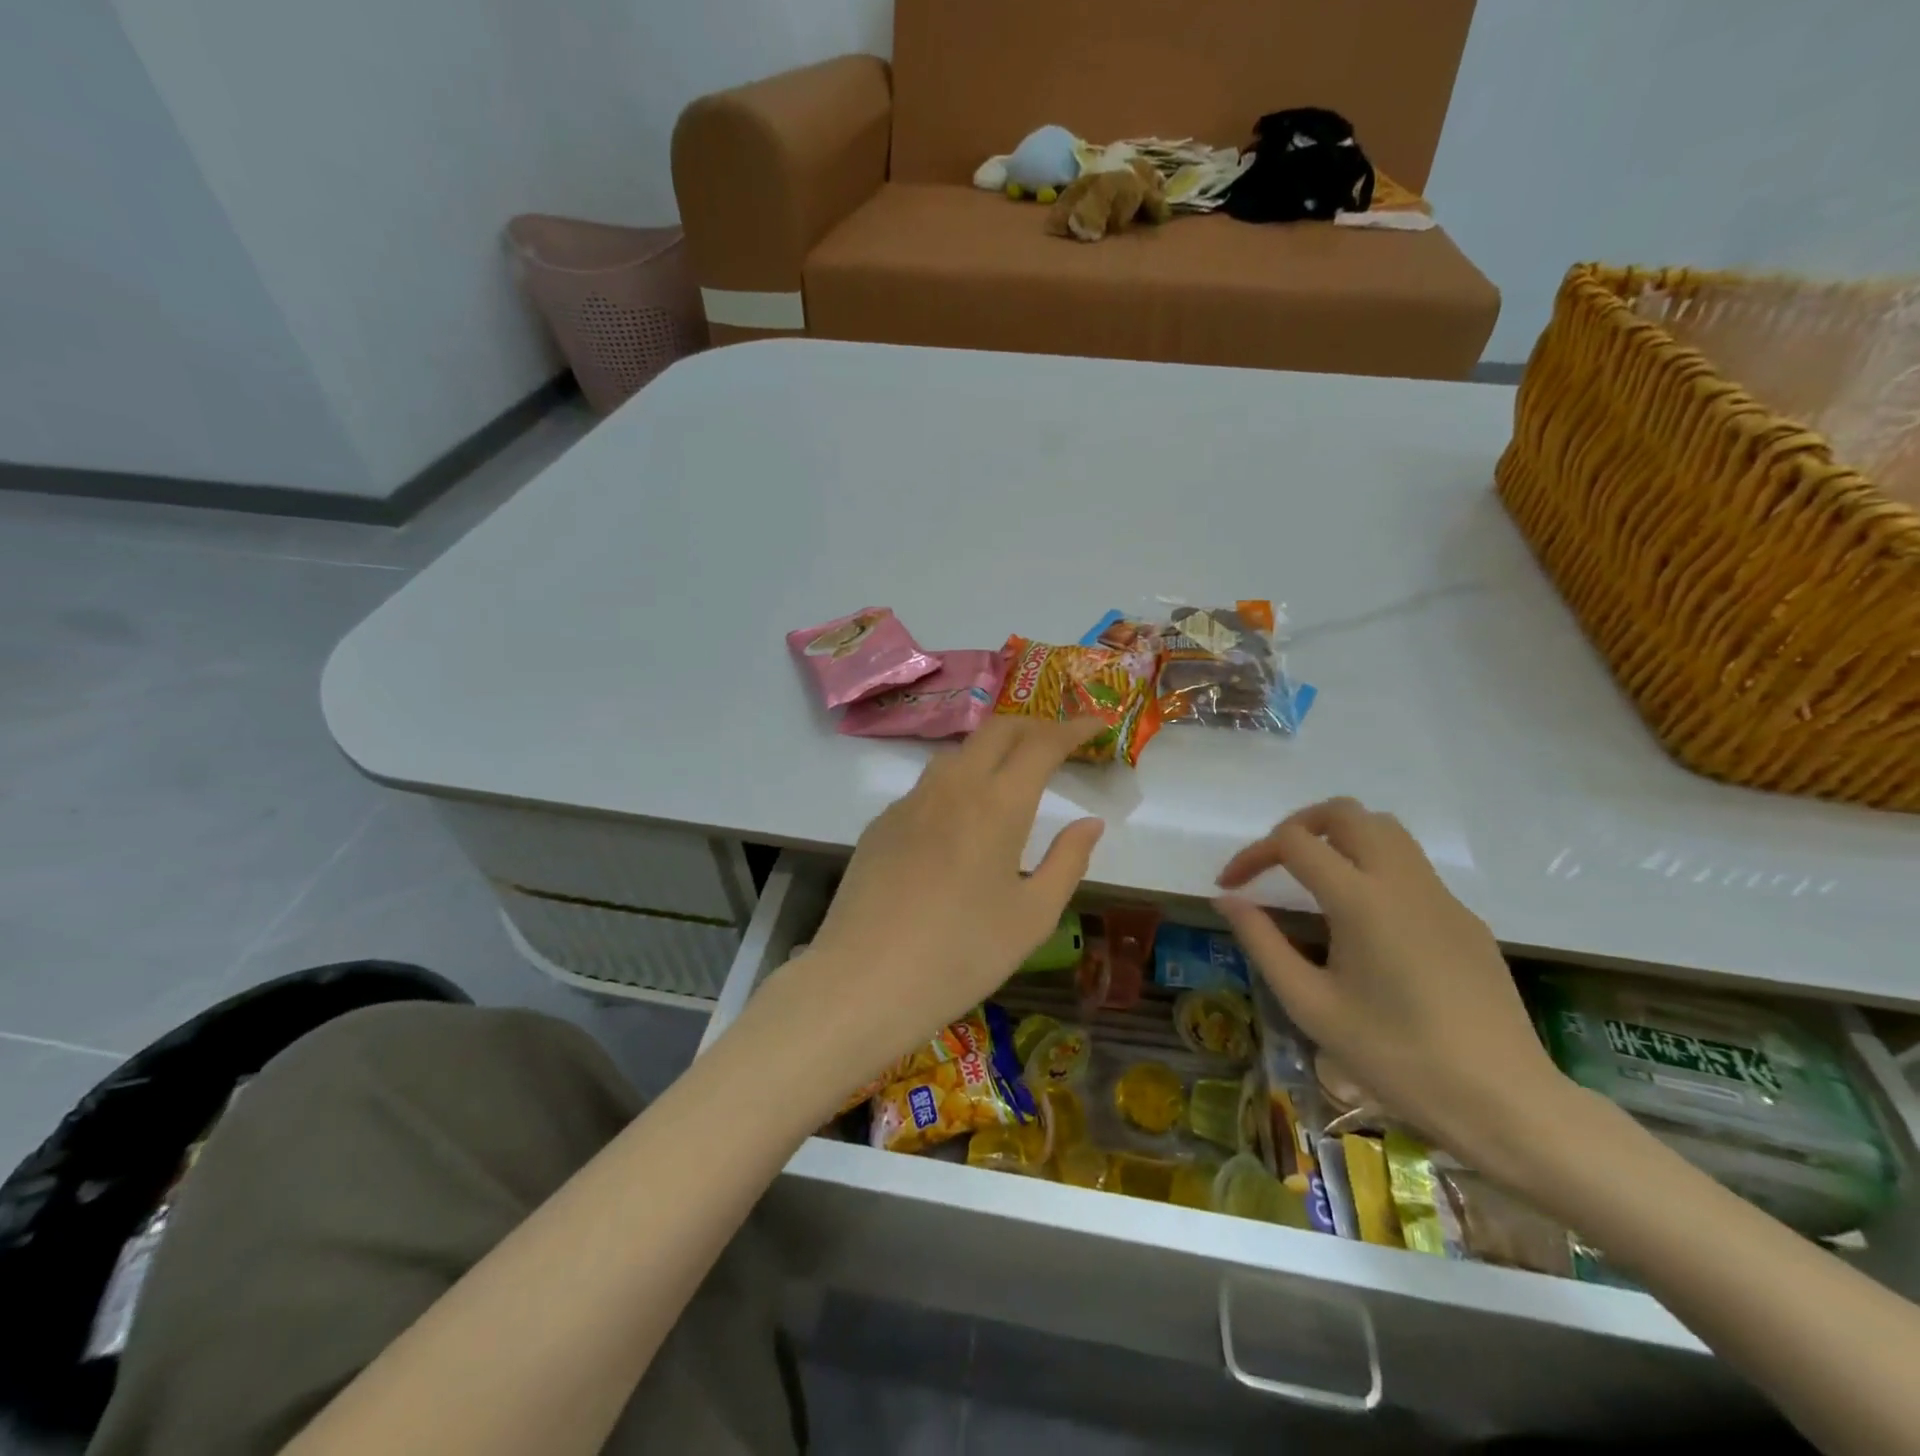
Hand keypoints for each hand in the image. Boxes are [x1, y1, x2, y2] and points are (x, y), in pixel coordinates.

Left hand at [763, 717, 1105, 1100]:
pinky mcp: (881, 823)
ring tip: (1012, 774)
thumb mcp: (1032, 917)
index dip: (1073, 728)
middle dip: (1033, 726)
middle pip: (996, 731)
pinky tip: (960, 820)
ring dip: (992, 750)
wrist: (864, 981)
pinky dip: (957, 783)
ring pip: (958, 754)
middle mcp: (952, 787)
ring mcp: (910, 802)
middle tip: (1059, 743)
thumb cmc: (961, 954)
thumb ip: (1068, 861)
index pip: (1041, 744)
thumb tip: (1090, 823)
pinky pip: (927, 786)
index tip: (1096, 726)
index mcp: (997, 804)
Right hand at [1215, 798, 1569, 1173]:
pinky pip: (1411, 866)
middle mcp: (1403, 881)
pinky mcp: (1464, 917)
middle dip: (1298, 826)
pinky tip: (1363, 920)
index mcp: (1361, 901)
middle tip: (1274, 865)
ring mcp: (1441, 896)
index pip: (1294, 842)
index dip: (1252, 855)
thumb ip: (1262, 943)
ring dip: (1339, 836)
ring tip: (1312, 877)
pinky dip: (1372, 865)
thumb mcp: (1311, 1004)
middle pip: (1345, 813)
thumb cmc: (1395, 1057)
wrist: (1505, 1102)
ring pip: (1384, 829)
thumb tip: (1226, 900)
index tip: (1231, 886)